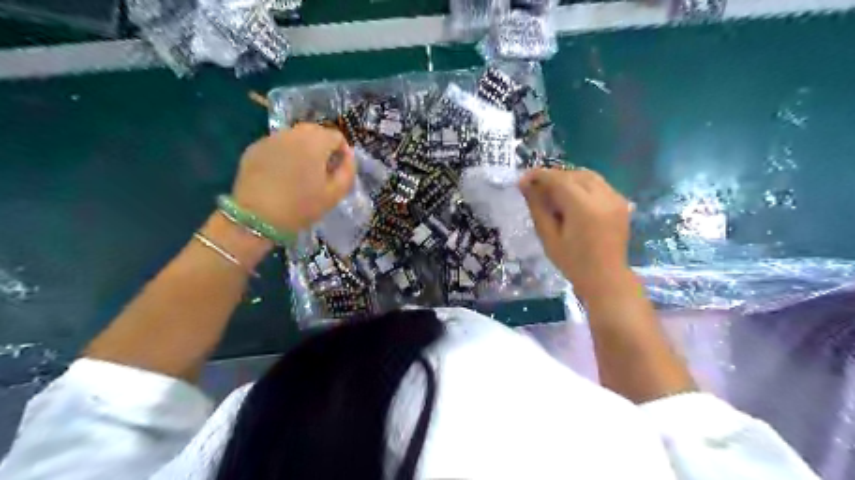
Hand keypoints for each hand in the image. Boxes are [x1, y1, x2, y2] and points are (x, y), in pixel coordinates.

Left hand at [228, 121, 355, 232]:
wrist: (256, 218)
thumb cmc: (301, 206)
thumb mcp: (334, 194)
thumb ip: (348, 171)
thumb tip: (349, 155)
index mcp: (315, 142)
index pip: (337, 136)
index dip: (342, 152)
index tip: (338, 170)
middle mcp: (293, 133)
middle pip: (315, 131)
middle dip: (322, 147)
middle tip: (321, 171)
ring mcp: (271, 138)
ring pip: (294, 137)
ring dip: (303, 149)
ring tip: (301, 172)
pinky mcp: (254, 148)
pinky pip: (277, 145)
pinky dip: (284, 154)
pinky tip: (281, 175)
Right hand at [517, 167, 629, 297]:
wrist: (606, 278)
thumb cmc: (573, 262)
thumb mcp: (548, 236)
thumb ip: (537, 207)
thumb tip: (524, 185)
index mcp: (584, 207)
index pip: (559, 179)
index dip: (539, 175)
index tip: (523, 180)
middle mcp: (603, 197)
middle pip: (574, 174)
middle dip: (553, 177)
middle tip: (535, 187)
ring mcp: (615, 198)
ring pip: (588, 176)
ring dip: (568, 178)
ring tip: (552, 191)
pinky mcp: (621, 202)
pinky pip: (599, 184)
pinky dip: (582, 185)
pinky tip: (571, 197)